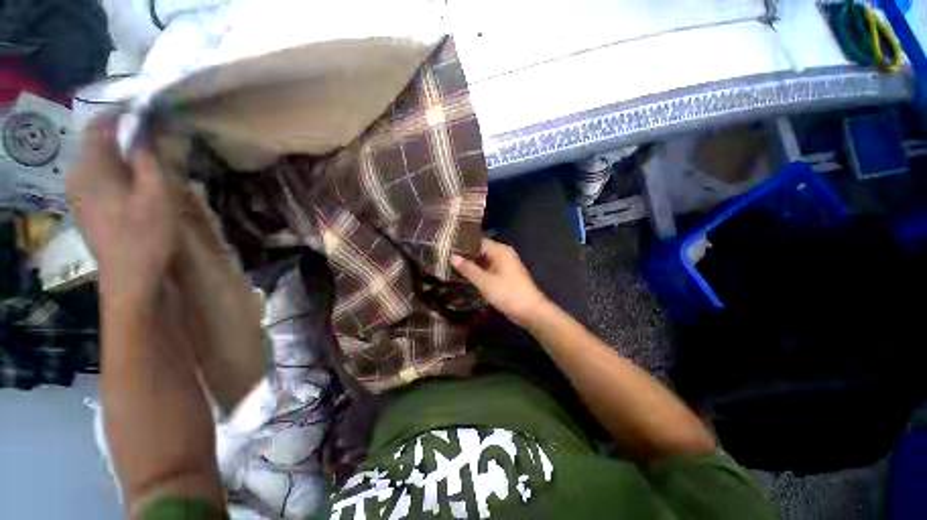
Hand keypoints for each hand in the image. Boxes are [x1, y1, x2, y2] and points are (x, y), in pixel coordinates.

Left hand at [68, 119, 176, 303]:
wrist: (130, 278)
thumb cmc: (145, 236)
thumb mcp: (157, 195)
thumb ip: (151, 159)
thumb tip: (150, 129)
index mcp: (91, 167)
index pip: (101, 124)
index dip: (125, 114)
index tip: (152, 113)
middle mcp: (77, 174)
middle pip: (101, 142)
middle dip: (128, 137)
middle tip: (160, 142)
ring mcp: (78, 193)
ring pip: (101, 161)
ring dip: (124, 157)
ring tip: (152, 164)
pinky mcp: (85, 207)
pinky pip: (100, 177)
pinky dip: (118, 173)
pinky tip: (137, 186)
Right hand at [452, 238, 549, 326]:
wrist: (531, 311)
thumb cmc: (508, 293)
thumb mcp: (485, 281)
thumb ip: (468, 268)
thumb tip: (452, 256)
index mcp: (500, 250)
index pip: (477, 241)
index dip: (463, 245)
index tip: (447, 250)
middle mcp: (504, 254)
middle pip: (481, 251)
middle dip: (466, 256)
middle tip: (447, 261)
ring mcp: (506, 265)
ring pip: (484, 262)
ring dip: (472, 266)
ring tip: (452, 269)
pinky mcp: (506, 276)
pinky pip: (489, 270)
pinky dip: (479, 273)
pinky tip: (467, 278)